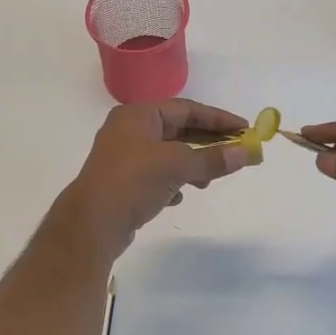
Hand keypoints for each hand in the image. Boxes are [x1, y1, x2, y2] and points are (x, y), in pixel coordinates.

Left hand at [54, 100, 257, 261]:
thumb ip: (211, 158)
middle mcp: (129, 130)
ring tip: (209, 180)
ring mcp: (124, 157)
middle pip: (177, 130)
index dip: (217, 118)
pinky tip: (181, 196)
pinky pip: (156, 175)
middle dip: (207, 142)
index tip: (244, 128)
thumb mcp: (176, 165)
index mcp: (138, 115)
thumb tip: (245, 153)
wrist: (91, 225)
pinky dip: (173, 182)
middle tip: (236, 151)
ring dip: (192, 164)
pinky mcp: (123, 183)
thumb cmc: (133, 181)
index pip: (186, 109)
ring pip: (168, 154)